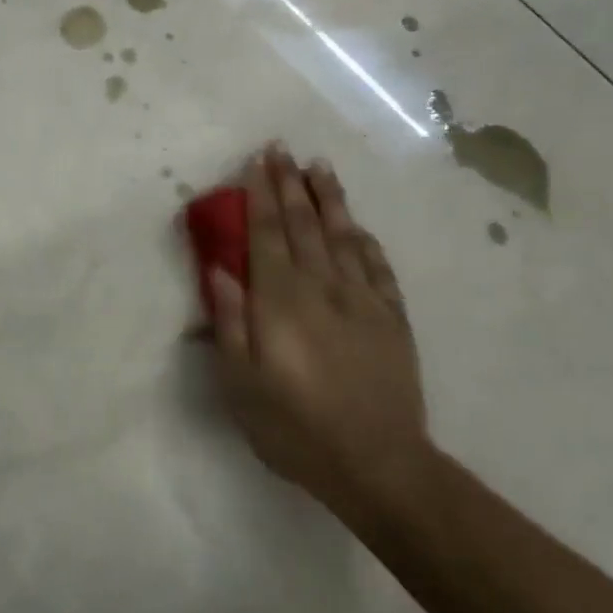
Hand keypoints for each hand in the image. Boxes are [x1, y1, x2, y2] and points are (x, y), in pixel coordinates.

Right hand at [208, 146, 431, 526]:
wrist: (377, 463)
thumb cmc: (294, 427)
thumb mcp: (241, 383)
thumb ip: (229, 322)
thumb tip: (220, 269)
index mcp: (280, 300)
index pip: (266, 234)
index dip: (259, 195)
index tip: (256, 161)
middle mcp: (322, 287)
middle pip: (303, 225)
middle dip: (289, 184)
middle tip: (281, 149)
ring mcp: (363, 301)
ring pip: (343, 236)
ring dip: (329, 199)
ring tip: (319, 167)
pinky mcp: (392, 319)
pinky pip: (378, 267)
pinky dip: (366, 241)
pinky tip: (359, 226)